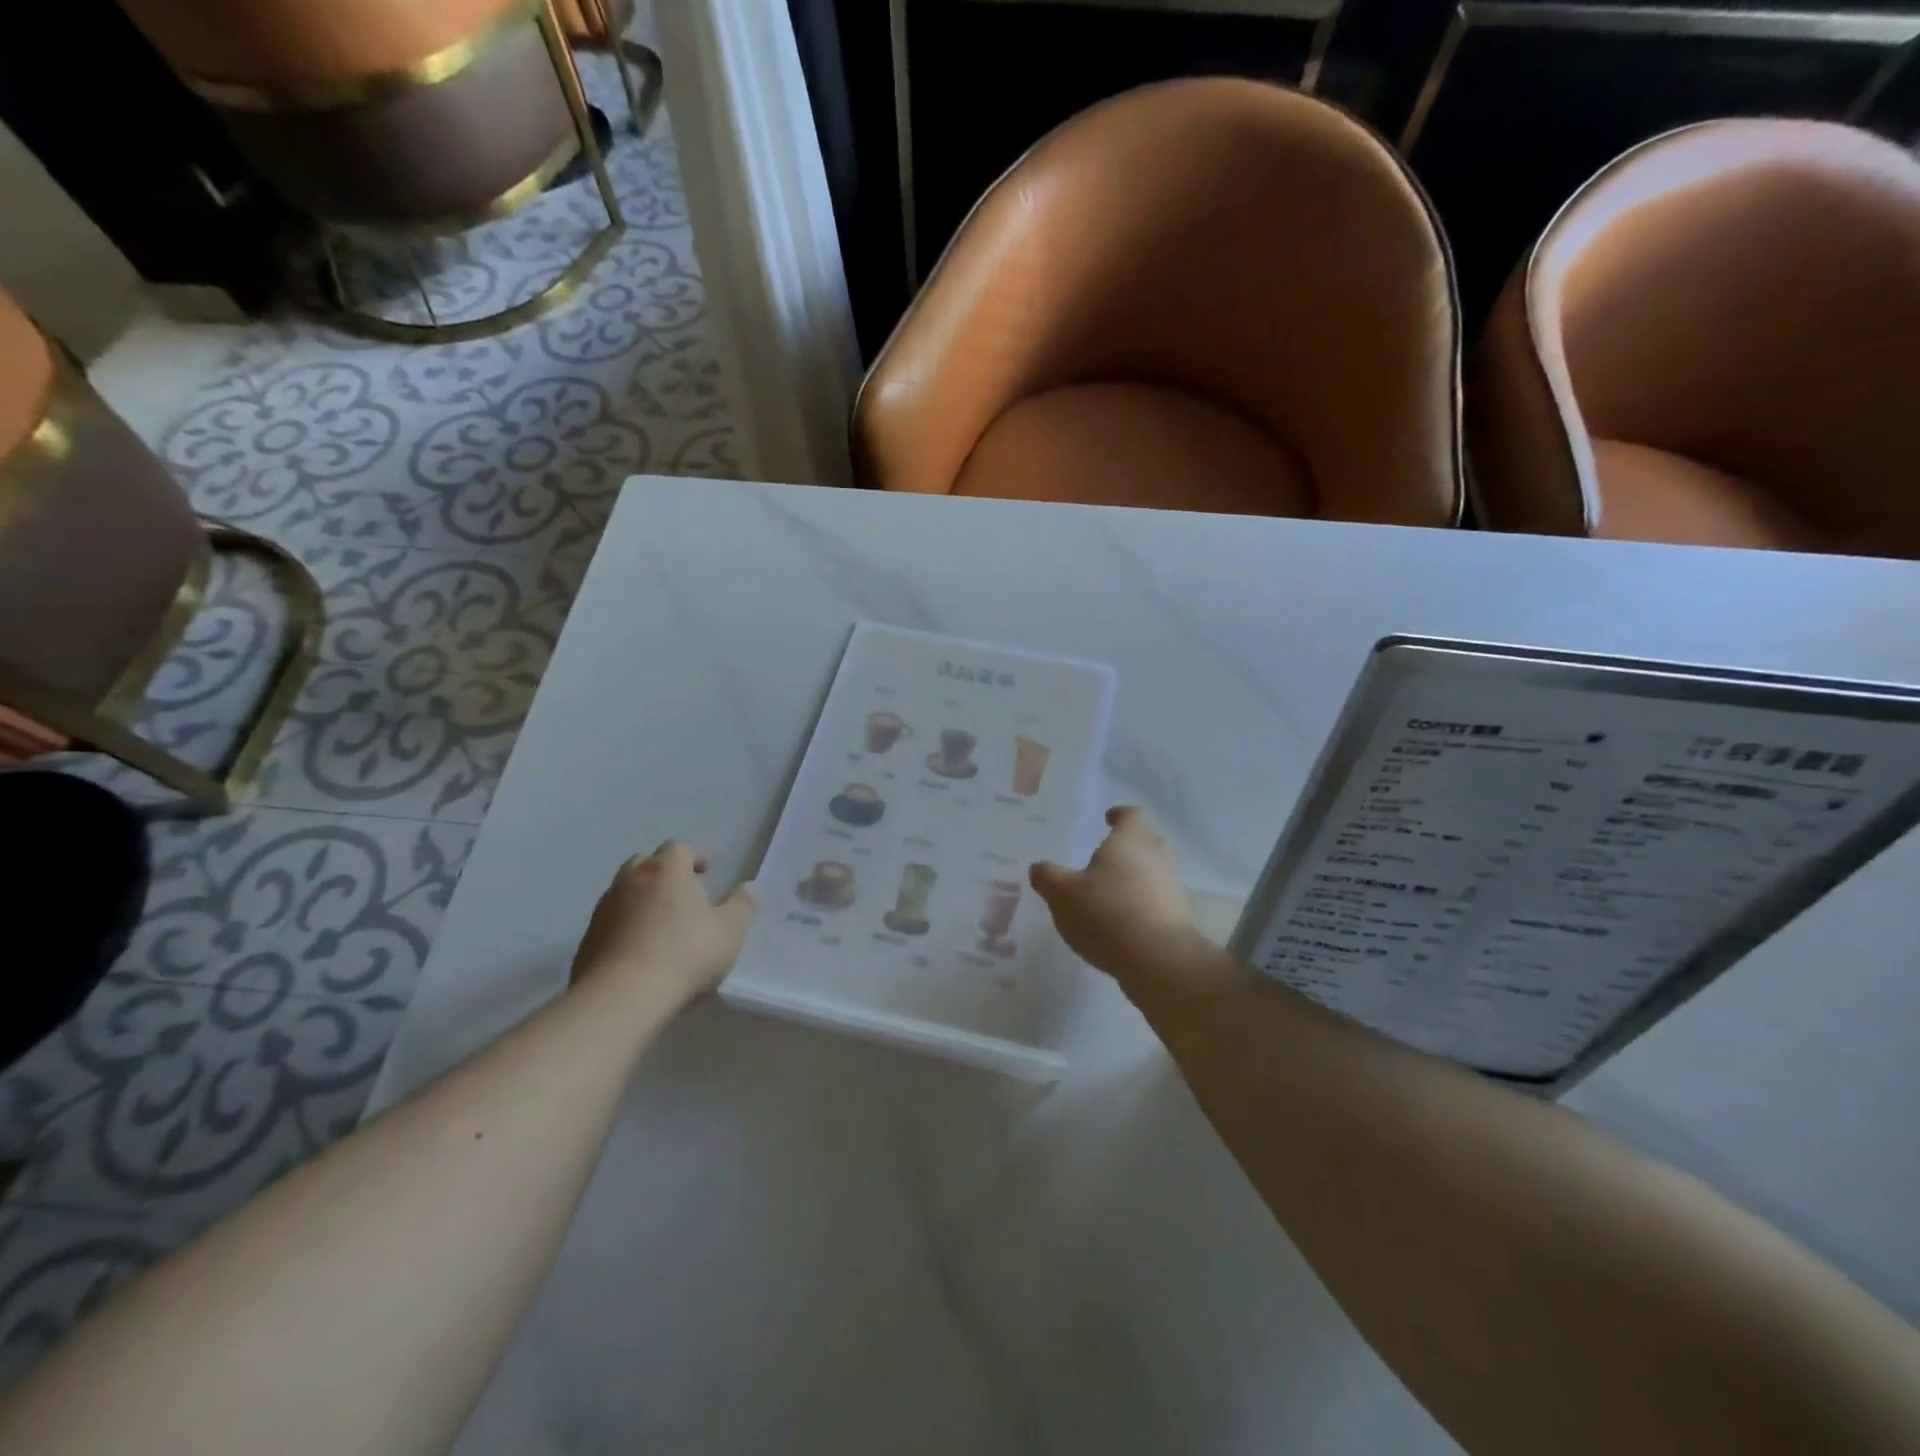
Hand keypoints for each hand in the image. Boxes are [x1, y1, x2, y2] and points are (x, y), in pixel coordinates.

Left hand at [572, 842, 755, 1007]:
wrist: (621, 999)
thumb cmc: (685, 955)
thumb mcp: (730, 931)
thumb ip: (742, 905)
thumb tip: (746, 888)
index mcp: (666, 871)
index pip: (678, 848)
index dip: (694, 857)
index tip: (706, 874)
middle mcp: (631, 881)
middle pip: (646, 863)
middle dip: (664, 872)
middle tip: (682, 894)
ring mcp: (604, 910)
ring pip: (624, 891)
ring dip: (642, 899)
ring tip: (660, 924)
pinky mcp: (587, 940)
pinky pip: (611, 921)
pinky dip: (625, 926)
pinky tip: (639, 951)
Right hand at [1031, 807, 1243, 1018]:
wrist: (1158, 960)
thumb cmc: (1106, 913)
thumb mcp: (1062, 894)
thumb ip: (1048, 877)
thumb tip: (1039, 868)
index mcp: (1130, 840)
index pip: (1130, 815)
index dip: (1119, 815)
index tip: (1108, 819)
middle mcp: (1157, 857)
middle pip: (1146, 842)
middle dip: (1128, 848)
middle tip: (1105, 859)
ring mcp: (1172, 888)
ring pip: (1153, 874)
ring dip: (1135, 880)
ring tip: (1110, 895)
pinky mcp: (1179, 919)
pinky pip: (1158, 903)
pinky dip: (1142, 907)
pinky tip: (1123, 925)